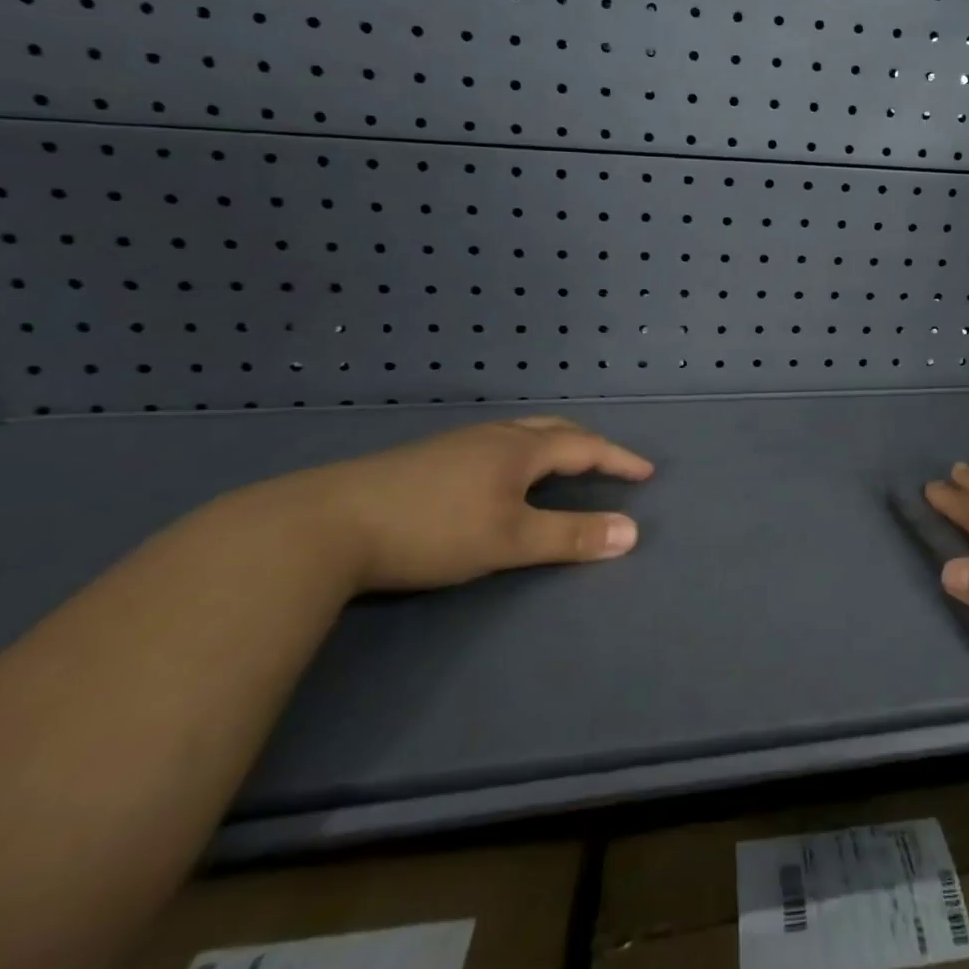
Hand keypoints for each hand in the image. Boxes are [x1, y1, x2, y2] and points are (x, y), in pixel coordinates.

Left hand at [214, 416, 654, 593]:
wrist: (323, 526)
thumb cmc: (432, 529)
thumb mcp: (510, 539)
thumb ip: (572, 536)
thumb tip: (633, 532)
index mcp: (519, 449)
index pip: (584, 446)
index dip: (617, 459)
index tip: (645, 473)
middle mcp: (491, 436)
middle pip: (552, 430)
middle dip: (586, 444)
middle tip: (607, 461)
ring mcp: (454, 445)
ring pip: (518, 435)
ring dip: (551, 446)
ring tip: (560, 467)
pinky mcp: (423, 461)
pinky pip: (491, 446)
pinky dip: (518, 455)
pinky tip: (497, 479)